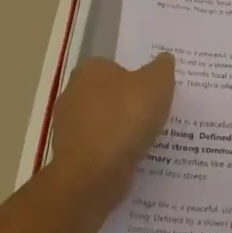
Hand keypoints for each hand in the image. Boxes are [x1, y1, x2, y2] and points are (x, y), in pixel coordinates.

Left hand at [47, 53, 175, 200]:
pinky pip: (99, 148)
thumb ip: (162, 68)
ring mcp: (68, 127)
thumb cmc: (125, 118)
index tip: (153, 91)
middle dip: (127, 104)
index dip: (135, 77)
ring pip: (103, 123)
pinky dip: (113, 152)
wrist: (94, 173)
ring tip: (147, 139)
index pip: (114, 66)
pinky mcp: (70, 156)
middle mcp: (73, 93)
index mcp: (90, 70)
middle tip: (154, 114)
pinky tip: (132, 158)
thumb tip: (164, 59)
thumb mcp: (157, 83)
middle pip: (108, 95)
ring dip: (121, 130)